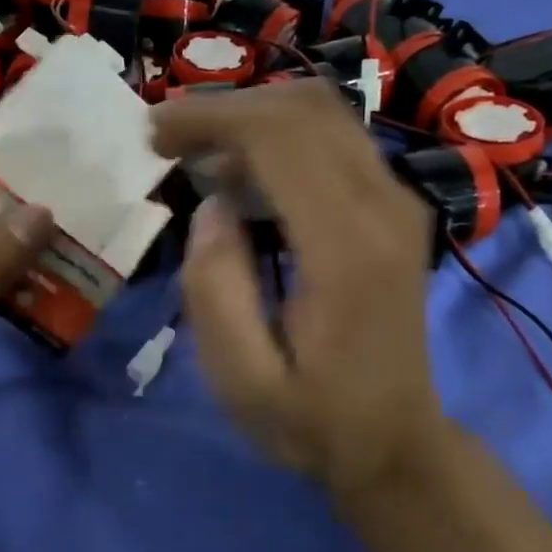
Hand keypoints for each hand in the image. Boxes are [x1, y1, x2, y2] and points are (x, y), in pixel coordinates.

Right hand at [152, 81, 450, 502]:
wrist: (396, 444)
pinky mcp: (395, 208)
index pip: (280, 136)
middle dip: (225, 107)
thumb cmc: (313, 421)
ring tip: (193, 152)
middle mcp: (384, 207)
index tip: (153, 133)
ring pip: (322, 114)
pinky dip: (278, 137)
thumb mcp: (242, 382)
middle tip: (165, 137)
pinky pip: (334, 140)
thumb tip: (212, 207)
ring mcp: (399, 202)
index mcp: (346, 249)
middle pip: (304, 108)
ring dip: (251, 117)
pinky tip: (239, 174)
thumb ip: (216, 291)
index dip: (210, 117)